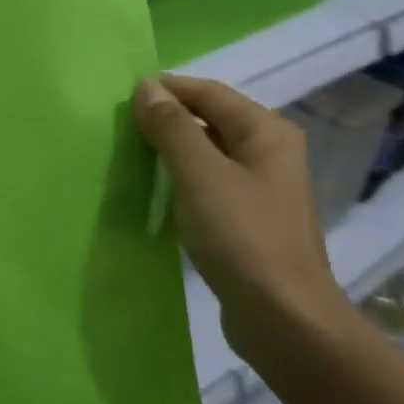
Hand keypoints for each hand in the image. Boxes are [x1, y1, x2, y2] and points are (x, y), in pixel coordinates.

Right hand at [132, 75, 355, 356]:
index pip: (209, 93)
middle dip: (168, 119)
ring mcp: (261, 188)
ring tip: (131, 155)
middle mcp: (269, 152)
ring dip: (173, 150)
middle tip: (120, 127)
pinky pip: (209, 184)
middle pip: (211, 120)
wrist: (283, 316)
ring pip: (209, 153)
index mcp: (266, 132)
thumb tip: (146, 87)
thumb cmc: (242, 236)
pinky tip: (157, 192)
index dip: (167, 89)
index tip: (121, 97)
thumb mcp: (200, 175)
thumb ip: (171, 128)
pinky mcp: (249, 219)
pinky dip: (182, 180)